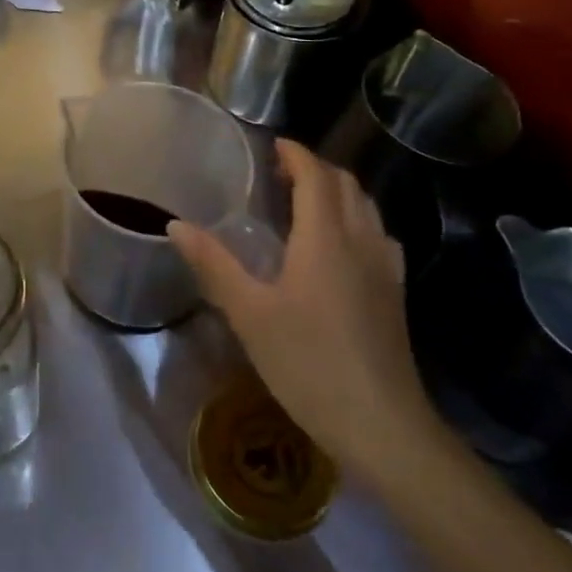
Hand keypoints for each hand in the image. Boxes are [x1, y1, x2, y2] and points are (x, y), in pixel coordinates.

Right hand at [168, 139, 443, 485]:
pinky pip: (378, 234)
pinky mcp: (395, 293)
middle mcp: (361, 241)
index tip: (271, 145)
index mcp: (325, 237)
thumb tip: (176, 224)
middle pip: (345, 184)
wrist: (382, 426)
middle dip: (315, 168)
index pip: (315, 174)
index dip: (295, 153)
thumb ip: (213, 264)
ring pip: (366, 207)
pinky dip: (356, 219)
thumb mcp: (249, 314)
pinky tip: (339, 245)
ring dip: (337, 191)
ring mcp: (385, 267)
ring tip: (304, 201)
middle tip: (279, 172)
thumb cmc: (309, 363)